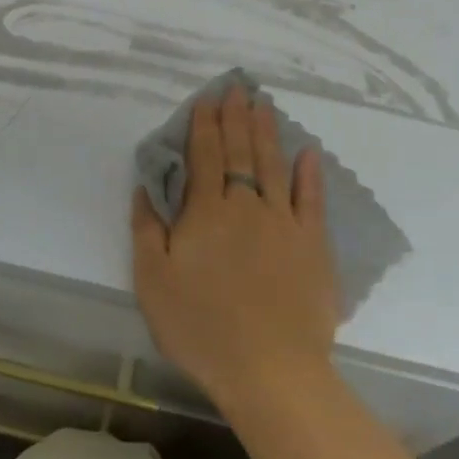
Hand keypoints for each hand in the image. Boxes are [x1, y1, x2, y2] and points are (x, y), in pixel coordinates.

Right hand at [132, 83, 339, 418]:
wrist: (270, 370)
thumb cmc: (202, 328)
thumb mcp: (152, 282)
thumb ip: (146, 229)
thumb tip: (145, 187)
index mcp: (206, 212)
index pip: (205, 155)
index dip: (204, 125)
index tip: (207, 99)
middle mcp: (246, 205)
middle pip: (240, 151)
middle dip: (236, 117)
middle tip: (237, 88)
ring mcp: (284, 222)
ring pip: (273, 165)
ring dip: (266, 131)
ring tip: (263, 104)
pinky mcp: (313, 245)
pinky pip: (311, 200)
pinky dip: (309, 173)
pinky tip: (308, 152)